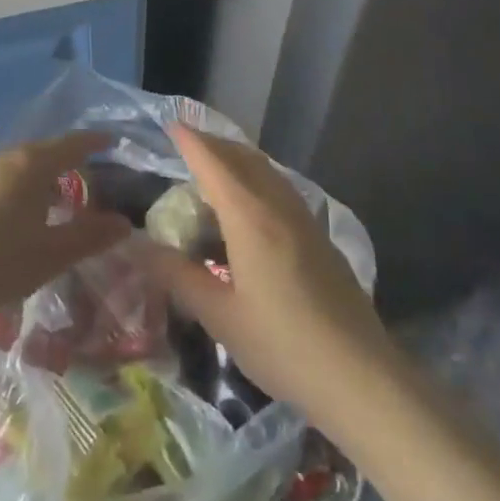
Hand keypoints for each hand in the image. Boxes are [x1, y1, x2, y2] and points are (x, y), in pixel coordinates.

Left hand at [0, 132, 131, 322]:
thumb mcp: (51, 254)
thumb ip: (89, 237)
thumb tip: (124, 223)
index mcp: (33, 164)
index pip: (72, 144)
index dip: (94, 142)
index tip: (111, 140)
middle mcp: (8, 159)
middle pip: (46, 152)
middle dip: (70, 163)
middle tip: (91, 182)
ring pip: (23, 167)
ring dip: (45, 179)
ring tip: (59, 201)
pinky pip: (6, 180)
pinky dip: (24, 189)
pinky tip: (24, 217)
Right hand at [142, 126, 390, 416]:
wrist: (361, 376)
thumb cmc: (283, 345)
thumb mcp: (220, 316)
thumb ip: (178, 277)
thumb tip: (138, 248)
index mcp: (251, 218)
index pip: (214, 164)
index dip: (192, 142)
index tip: (171, 123)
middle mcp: (278, 206)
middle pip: (243, 157)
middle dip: (214, 143)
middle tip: (186, 144)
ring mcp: (304, 219)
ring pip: (266, 170)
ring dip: (237, 159)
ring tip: (212, 168)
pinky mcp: (319, 236)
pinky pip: (280, 188)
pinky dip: (256, 178)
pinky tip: (248, 204)